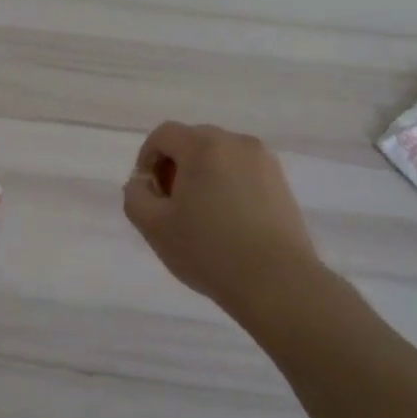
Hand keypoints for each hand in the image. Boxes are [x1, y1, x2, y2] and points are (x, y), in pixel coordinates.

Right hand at [123, 122, 319, 317]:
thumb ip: (135, 195)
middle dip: (174, 166)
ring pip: (219, 156)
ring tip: (200, 215)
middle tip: (170, 204)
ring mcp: (264, 161)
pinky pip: (242, 171)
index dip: (147, 158)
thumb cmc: (209, 250)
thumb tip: (143, 183)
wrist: (277, 282)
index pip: (164, 134)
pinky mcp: (281, 182)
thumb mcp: (153, 226)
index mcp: (203, 146)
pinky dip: (227, 185)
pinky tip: (227, 221)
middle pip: (192, 141)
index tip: (148, 193)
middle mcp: (236, 142)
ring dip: (201, 175)